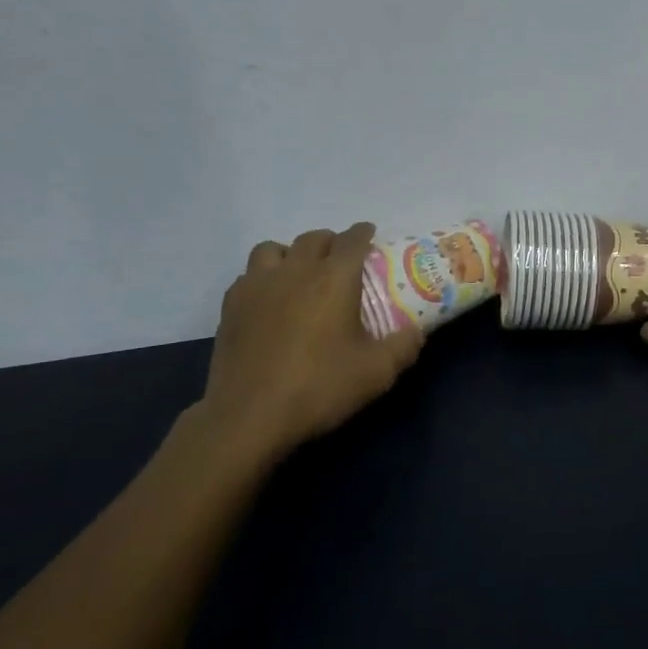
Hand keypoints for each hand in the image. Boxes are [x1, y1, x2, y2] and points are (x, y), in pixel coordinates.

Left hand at [191, 223, 424, 463]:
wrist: (249, 415)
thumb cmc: (319, 387)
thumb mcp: (376, 373)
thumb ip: (403, 347)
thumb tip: (416, 332)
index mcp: (333, 278)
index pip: (351, 240)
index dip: (363, 233)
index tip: (370, 234)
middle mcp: (295, 270)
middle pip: (314, 238)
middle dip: (331, 242)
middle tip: (340, 259)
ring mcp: (257, 285)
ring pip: (273, 249)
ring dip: (291, 254)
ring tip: (299, 273)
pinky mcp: (231, 306)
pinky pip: (249, 275)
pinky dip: (263, 278)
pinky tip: (269, 300)